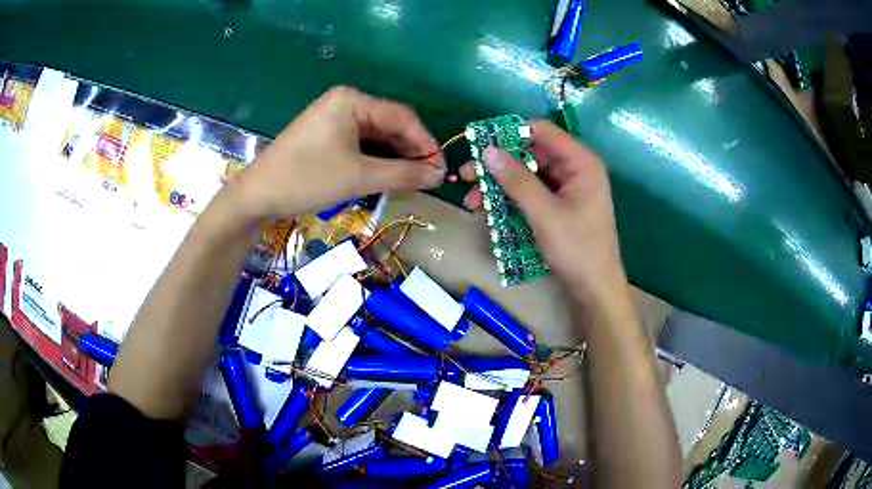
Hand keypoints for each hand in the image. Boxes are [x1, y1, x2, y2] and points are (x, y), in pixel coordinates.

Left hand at [226, 87, 445, 220]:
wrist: (256, 195)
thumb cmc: (307, 179)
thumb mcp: (359, 177)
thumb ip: (403, 174)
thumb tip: (438, 175)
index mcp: (353, 100)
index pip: (402, 117)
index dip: (425, 143)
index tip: (441, 169)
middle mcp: (345, 102)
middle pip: (389, 124)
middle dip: (410, 151)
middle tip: (429, 178)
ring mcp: (332, 117)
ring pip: (375, 135)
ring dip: (394, 157)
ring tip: (412, 180)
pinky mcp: (324, 134)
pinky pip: (359, 143)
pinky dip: (374, 159)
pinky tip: (386, 175)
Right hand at [461, 122, 629, 312]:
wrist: (594, 290)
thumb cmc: (577, 249)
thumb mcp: (544, 213)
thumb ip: (517, 180)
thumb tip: (488, 150)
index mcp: (580, 162)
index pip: (541, 131)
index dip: (509, 134)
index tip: (479, 146)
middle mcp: (574, 169)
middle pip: (530, 153)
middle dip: (498, 165)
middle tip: (467, 176)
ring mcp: (566, 189)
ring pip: (526, 175)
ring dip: (499, 186)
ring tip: (472, 202)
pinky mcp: (558, 206)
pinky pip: (530, 194)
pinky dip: (510, 200)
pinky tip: (488, 212)